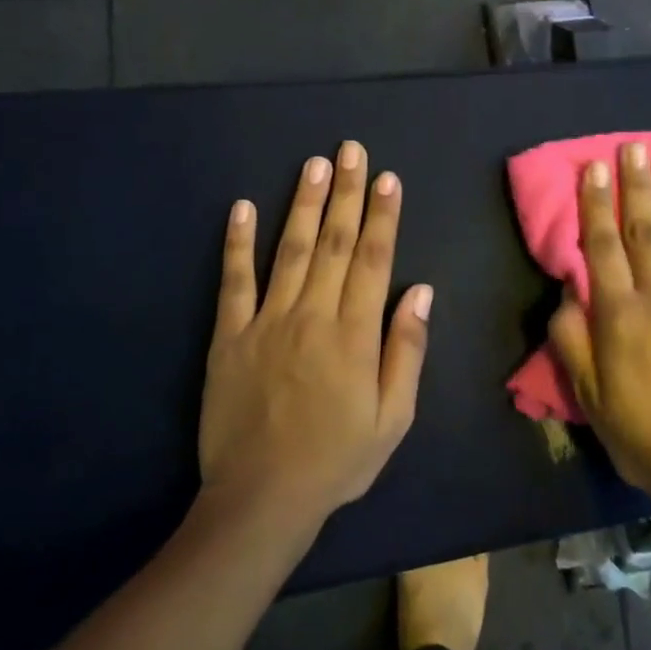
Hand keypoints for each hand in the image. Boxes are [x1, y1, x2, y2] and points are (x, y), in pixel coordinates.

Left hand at [201, 142, 432, 527]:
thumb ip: (406, 350)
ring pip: (291, 251)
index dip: (382, 216)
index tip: (387, 178)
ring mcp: (268, 322)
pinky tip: (243, 207)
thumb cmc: (338, 460)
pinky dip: (238, 243)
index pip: (374, 260)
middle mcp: (313, 315)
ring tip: (314, 165)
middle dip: (347, 193)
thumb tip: (420, 290)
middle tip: (351, 151)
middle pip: (335, 243)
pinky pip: (234, 282)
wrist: (262, 499)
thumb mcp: (393, 418)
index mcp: (355, 334)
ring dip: (304, 204)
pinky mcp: (230, 336)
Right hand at [548, 142, 650, 508]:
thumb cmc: (645, 437)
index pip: (604, 246)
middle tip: (633, 148)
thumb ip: (572, 339)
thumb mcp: (590, 397)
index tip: (594, 167)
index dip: (597, 204)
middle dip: (636, 186)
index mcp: (622, 315)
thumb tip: (569, 291)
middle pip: (646, 231)